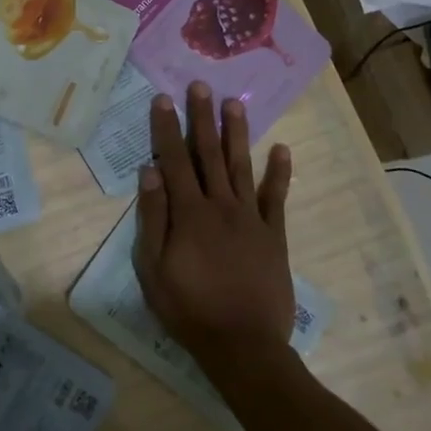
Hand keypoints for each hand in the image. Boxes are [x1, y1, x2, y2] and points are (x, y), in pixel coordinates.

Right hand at [133, 82, 294, 374]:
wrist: (243, 345)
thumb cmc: (189, 308)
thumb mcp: (153, 268)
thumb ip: (152, 218)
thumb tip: (150, 172)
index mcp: (189, 213)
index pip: (174, 160)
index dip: (166, 128)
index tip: (162, 99)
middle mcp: (221, 205)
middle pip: (208, 154)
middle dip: (201, 118)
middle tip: (200, 86)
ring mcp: (251, 218)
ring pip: (241, 166)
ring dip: (236, 134)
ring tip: (234, 103)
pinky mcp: (274, 236)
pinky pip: (276, 198)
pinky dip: (279, 173)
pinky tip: (281, 150)